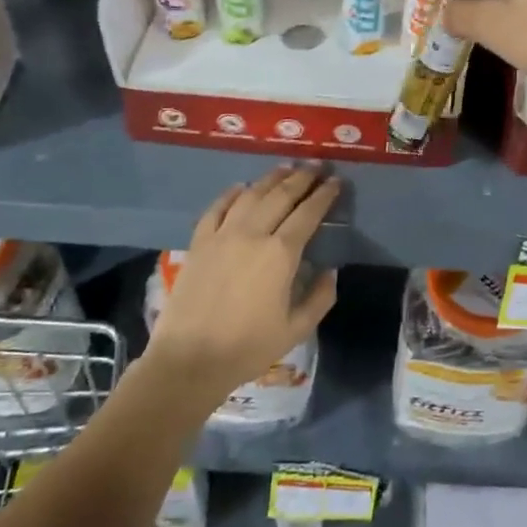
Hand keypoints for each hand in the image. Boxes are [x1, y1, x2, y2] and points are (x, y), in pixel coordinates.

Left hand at [143, 164, 339, 404]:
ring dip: (271, 178)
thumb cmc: (248, 347)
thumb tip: (329, 271)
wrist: (189, 360)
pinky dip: (231, 194)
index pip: (308, 213)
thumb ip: (320, 296)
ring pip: (251, 195)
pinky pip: (217, 208)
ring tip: (286, 168)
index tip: (337, 181)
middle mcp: (253, 234)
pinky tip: (241, 188)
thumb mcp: (297, 328)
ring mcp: (222, 235)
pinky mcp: (198, 242)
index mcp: (281, 254)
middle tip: (317, 166)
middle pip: (281, 195)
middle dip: (302, 178)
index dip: (325, 195)